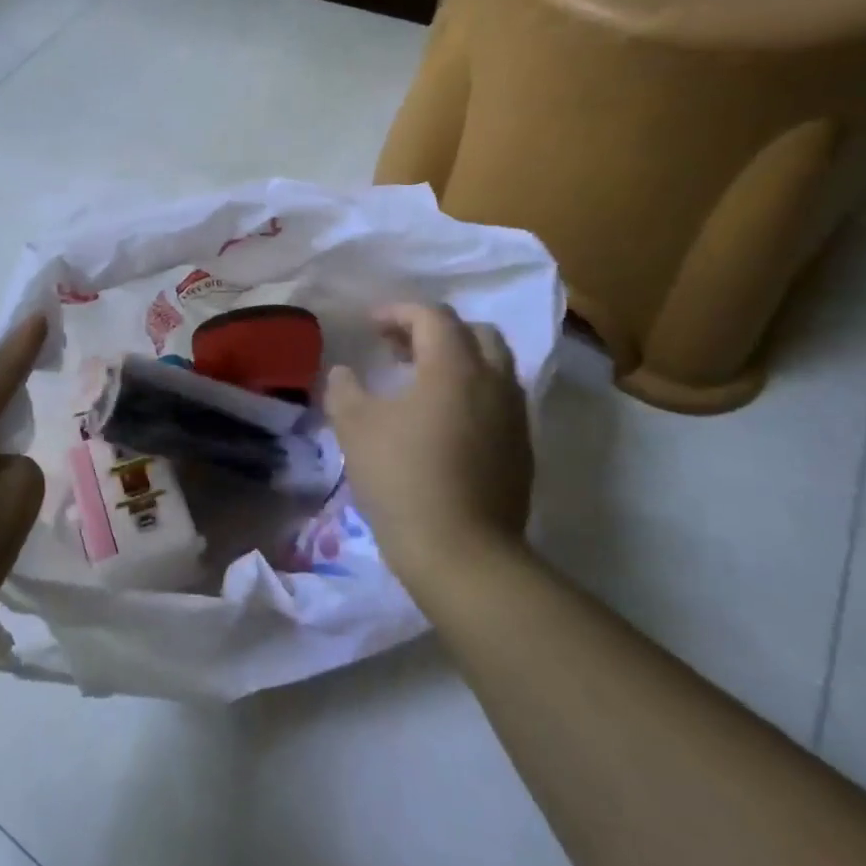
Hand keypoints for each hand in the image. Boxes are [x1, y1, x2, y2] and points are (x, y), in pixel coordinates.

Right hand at [324, 304, 533, 586]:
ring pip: (493, 367)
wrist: (461, 553)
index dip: (398, 312)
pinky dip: (471, 393)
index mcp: (454, 366)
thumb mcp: (355, 427)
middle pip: (475, 333)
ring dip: (457, 362)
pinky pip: (499, 402)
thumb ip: (344, 389)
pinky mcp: (521, 451)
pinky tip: (442, 422)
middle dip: (435, 331)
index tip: (370, 325)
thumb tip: (343, 373)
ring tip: (419, 383)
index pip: (432, 316)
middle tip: (399, 348)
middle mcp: (494, 381)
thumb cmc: (402, 478)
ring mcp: (514, 417)